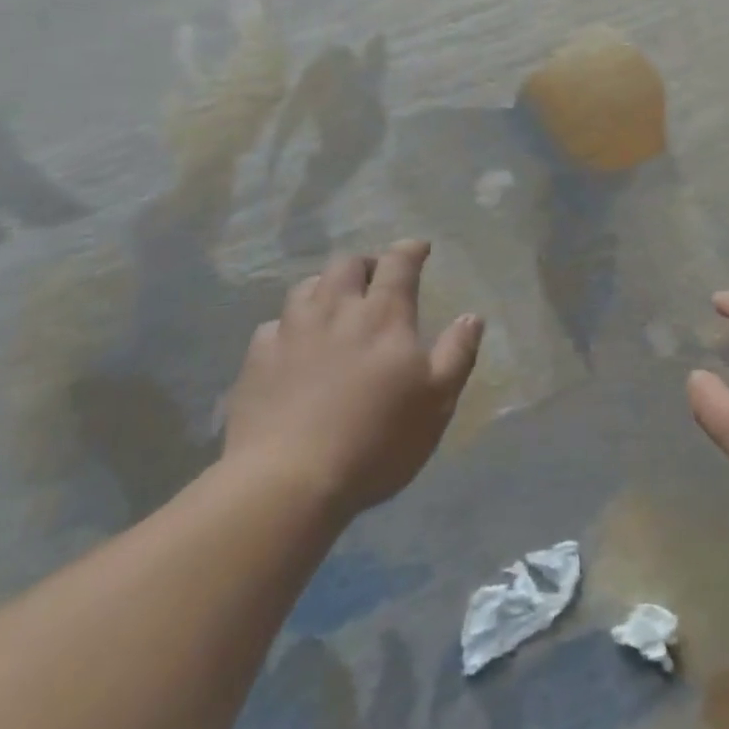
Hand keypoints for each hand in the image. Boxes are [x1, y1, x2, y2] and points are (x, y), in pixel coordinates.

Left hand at [222, 239, 483, 517]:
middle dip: (366, 263)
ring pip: (306, 287)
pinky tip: (293, 343)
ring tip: (334, 303)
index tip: (420, 248)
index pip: (398, 264)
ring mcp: (291, 332)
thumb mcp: (437, 401)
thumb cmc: (377, 439)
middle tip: (376, 279)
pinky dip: (289, 325)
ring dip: (326, 286)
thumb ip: (457, 353)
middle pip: (348, 264)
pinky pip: (274, 325)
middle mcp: (336, 310)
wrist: (287, 481)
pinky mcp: (256, 360)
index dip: (410, 250)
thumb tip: (471, 316)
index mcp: (384, 315)